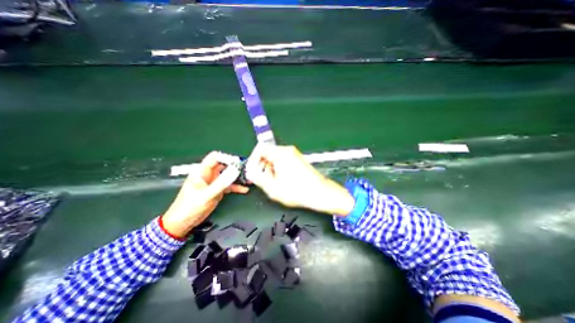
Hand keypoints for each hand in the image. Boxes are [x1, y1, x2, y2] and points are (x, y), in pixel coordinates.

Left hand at [160, 150, 247, 236]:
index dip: (227, 158)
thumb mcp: (207, 194)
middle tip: (247, 170)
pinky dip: (236, 187)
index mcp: (202, 171)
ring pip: (228, 175)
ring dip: (238, 177)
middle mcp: (209, 175)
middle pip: (224, 165)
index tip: (238, 163)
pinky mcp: (217, 190)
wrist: (183, 223)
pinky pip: (229, 186)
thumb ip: (222, 182)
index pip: (215, 157)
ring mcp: (213, 183)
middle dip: (235, 167)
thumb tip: (235, 171)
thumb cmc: (190, 207)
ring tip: (248, 178)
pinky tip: (244, 189)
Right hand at [246, 144, 355, 216]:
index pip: (260, 148)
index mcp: (281, 153)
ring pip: (275, 157)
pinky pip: (282, 161)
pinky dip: (277, 169)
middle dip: (261, 165)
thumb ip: (258, 178)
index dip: (253, 159)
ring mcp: (294, 154)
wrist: (319, 193)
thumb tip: (252, 172)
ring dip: (269, 168)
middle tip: (261, 179)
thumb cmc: (297, 191)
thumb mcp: (272, 187)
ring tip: (272, 182)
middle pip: (267, 152)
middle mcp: (288, 150)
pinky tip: (280, 180)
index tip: (252, 171)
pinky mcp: (298, 160)